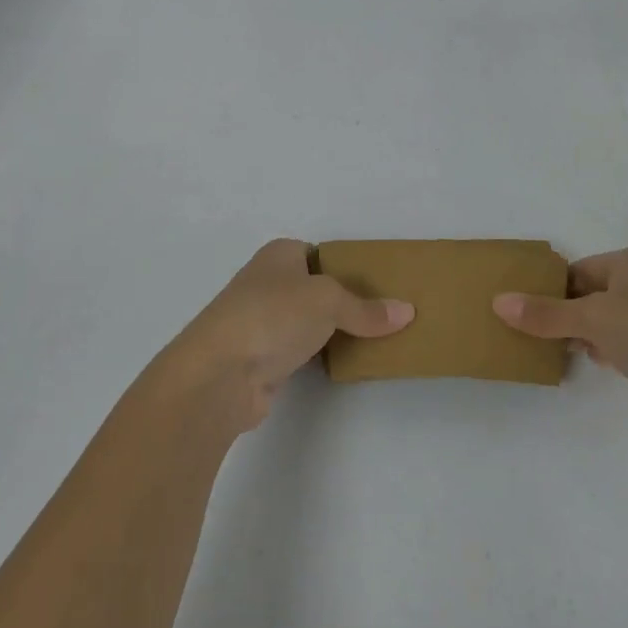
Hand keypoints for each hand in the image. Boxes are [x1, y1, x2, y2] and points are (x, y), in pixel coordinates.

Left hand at [159, 239, 414, 433]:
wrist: (220, 374)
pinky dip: (319, 356)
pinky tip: (345, 364)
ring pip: (307, 321)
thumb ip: (366, 308)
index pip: (319, 253)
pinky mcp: (260, 359)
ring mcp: (260, 322)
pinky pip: (300, 351)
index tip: (380, 283)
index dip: (347, 265)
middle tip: (384, 313)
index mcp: (278, 255)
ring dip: (332, 331)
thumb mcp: (328, 301)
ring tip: (375, 339)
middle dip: (345, 300)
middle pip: (315, 288)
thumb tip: (407, 312)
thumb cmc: (272, 316)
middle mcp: (267, 282)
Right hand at [493, 246, 627, 454]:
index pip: (577, 270)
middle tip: (527, 335)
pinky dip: (604, 353)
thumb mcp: (595, 319)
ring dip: (582, 336)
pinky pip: (623, 346)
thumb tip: (498, 302)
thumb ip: (546, 313)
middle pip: (590, 294)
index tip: (519, 312)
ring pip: (606, 322)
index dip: (549, 289)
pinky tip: (590, 365)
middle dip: (562, 314)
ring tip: (550, 351)